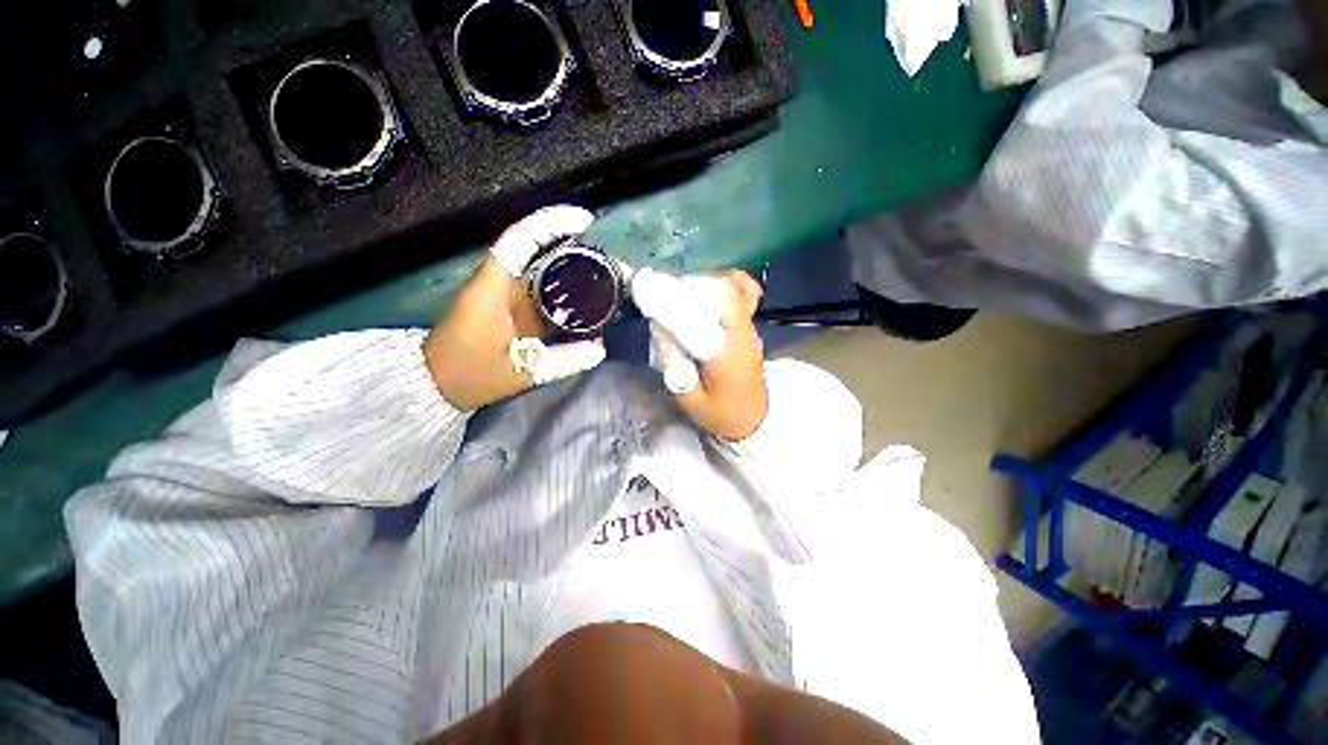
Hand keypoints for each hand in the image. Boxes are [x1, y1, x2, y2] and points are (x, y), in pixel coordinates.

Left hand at [424, 206, 605, 410]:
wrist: (435, 384)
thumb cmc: (469, 374)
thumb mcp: (519, 371)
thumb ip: (561, 362)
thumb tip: (599, 349)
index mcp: (493, 287)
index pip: (520, 240)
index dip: (551, 224)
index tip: (585, 221)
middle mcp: (500, 282)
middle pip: (538, 250)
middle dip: (576, 249)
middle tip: (611, 264)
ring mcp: (505, 294)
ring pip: (542, 269)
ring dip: (573, 268)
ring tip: (607, 278)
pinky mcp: (510, 307)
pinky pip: (542, 290)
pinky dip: (566, 290)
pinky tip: (588, 300)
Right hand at [639, 270, 768, 440]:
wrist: (753, 420)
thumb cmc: (721, 415)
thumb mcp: (689, 400)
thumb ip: (674, 366)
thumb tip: (661, 332)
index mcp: (726, 354)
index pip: (701, 316)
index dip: (675, 300)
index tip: (651, 290)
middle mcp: (742, 335)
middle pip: (720, 293)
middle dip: (690, 288)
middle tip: (666, 293)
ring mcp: (750, 329)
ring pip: (732, 291)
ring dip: (705, 286)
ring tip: (681, 292)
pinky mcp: (751, 330)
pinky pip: (745, 297)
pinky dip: (729, 285)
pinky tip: (711, 287)